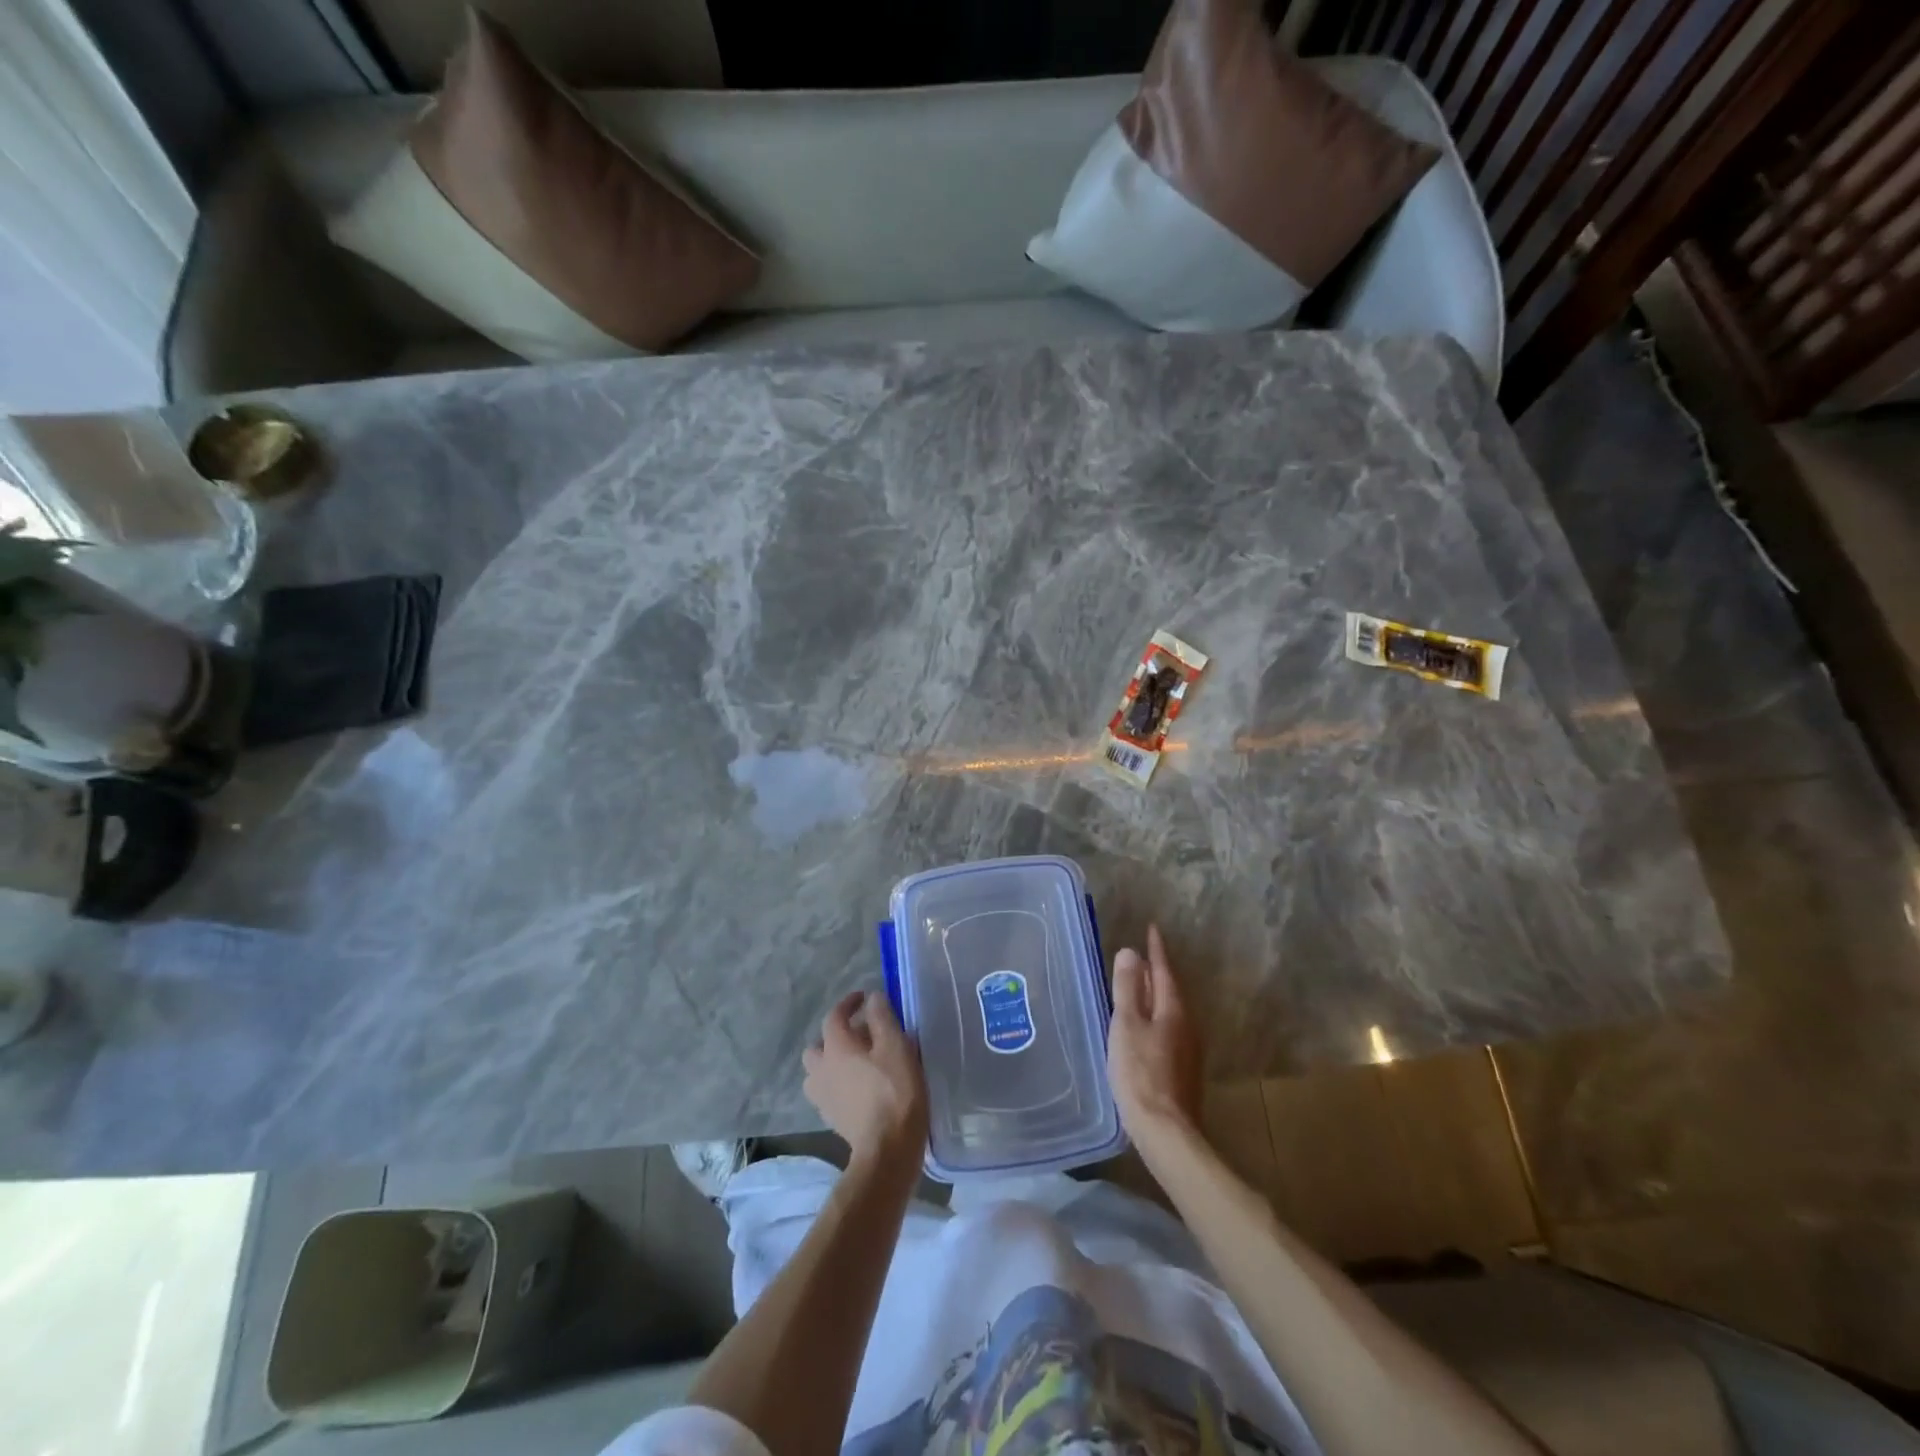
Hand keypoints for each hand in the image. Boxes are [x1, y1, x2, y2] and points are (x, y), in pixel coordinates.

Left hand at [803, 990, 928, 1169]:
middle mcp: (821, 1069)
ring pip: (817, 1071)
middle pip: (818, 1046)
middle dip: (834, 1036)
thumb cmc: (895, 1090)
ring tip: (856, 1063)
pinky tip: (858, 1087)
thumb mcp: (896, 1046)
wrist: (887, 1148)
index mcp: (836, 1047)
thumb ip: (882, 1018)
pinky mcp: (830, 1118)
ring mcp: (822, 1097)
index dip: (848, 1003)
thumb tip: (872, 999)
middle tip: (859, 1036)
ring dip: (831, 1063)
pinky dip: (837, 1083)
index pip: (834, 1016)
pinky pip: (827, 1091)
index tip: (864, 998)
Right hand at [1107, 924, 1203, 1145]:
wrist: (1166, 1131)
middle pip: (1170, 990)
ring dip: (1155, 996)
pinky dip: (1155, 1017)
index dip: (1156, 950)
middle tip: (1140, 957)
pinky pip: (1169, 1029)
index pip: (1164, 971)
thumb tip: (1131, 952)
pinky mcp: (1183, 1069)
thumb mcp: (1126, 1025)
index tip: (1151, 929)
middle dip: (1155, 972)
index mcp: (1174, 1010)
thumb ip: (1128, 988)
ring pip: (1170, 1011)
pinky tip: (1143, 1027)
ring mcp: (1188, 1049)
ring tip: (1137, 988)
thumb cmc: (1140, 1073)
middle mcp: (1187, 1025)